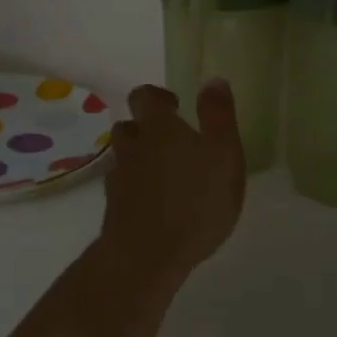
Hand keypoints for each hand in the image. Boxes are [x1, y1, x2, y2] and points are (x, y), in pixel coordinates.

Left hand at [100, 81, 246, 274]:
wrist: (146, 255)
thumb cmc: (195, 201)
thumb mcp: (223, 154)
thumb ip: (218, 116)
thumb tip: (213, 80)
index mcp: (158, 128)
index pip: (145, 96)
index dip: (157, 97)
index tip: (176, 107)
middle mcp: (133, 146)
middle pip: (129, 125)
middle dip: (146, 128)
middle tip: (172, 143)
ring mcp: (119, 177)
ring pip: (123, 156)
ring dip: (139, 157)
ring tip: (164, 173)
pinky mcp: (113, 207)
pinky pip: (122, 186)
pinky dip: (135, 187)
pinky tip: (153, 202)